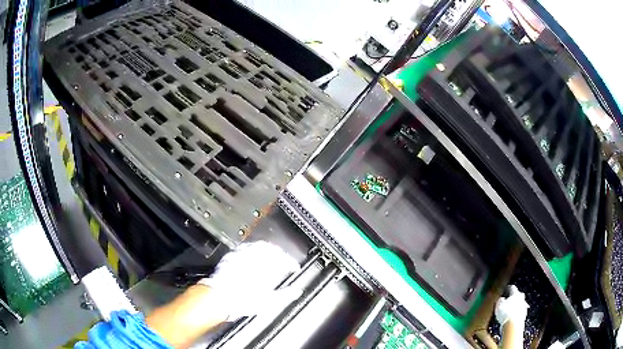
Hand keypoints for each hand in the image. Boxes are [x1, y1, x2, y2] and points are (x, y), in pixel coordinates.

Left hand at [198, 241, 300, 320]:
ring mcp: (242, 256)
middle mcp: (255, 259)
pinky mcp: (231, 256)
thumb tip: (297, 291)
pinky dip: (251, 249)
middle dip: (280, 252)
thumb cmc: (243, 301)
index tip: (294, 267)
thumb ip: (286, 295)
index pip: (284, 260)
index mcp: (267, 269)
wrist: (219, 297)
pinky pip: (244, 247)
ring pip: (258, 245)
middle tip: (283, 258)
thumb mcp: (269, 301)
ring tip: (270, 253)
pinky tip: (251, 253)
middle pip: (272, 249)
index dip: (291, 263)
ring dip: (267, 248)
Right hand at [495, 285, 528, 325]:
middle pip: (518, 295)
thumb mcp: (499, 306)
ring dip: (515, 306)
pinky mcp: (524, 314)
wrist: (513, 326)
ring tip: (509, 310)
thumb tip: (501, 298)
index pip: (512, 288)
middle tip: (508, 300)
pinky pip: (520, 311)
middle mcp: (522, 298)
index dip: (508, 288)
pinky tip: (511, 317)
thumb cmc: (505, 313)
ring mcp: (524, 306)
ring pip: (519, 303)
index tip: (505, 289)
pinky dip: (516, 313)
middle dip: (513, 297)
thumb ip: (500, 300)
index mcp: (516, 293)